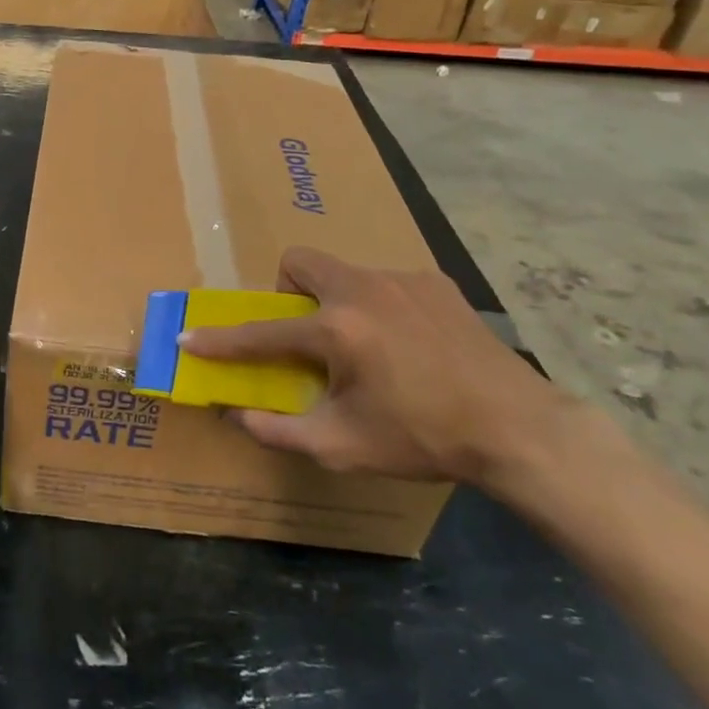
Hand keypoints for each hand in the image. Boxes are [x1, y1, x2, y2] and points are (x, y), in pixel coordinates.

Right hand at [179, 247, 565, 487]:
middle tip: (306, 334)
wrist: (518, 429)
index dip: (221, 340)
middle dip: (287, 292)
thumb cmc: (424, 438)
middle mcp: (363, 290)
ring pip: (344, 273)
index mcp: (337, 330)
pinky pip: (384, 283)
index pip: (262, 333)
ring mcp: (403, 280)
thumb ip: (279, 430)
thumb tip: (236, 415)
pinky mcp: (435, 283)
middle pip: (299, 262)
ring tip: (366, 347)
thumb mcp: (343, 446)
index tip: (190, 339)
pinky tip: (406, 344)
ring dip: (335, 302)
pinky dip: (378, 306)